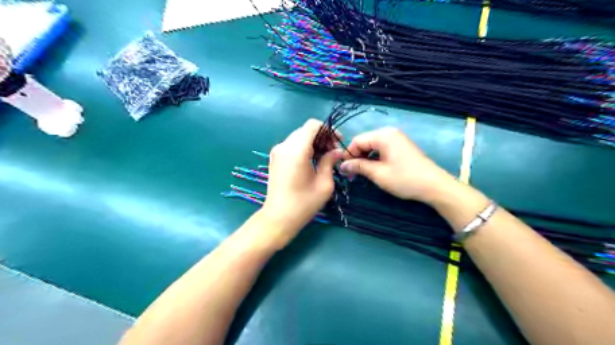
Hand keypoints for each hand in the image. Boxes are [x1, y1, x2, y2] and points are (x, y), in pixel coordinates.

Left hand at [260, 118, 341, 238]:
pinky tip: (312, 161)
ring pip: (299, 137)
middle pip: (305, 130)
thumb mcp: (324, 183)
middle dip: (322, 137)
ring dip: (313, 142)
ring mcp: (277, 152)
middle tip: (333, 152)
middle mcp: (284, 146)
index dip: (328, 130)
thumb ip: (330, 161)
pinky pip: (292, 145)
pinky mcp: (275, 158)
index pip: (312, 125)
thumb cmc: (304, 203)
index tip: (337, 142)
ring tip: (324, 157)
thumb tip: (337, 151)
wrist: (279, 217)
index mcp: (296, 150)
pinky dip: (304, 148)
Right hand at [339, 128, 457, 204]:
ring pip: (373, 147)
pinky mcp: (401, 147)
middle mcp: (389, 133)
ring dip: (365, 159)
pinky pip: (382, 149)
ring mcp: (397, 139)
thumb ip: (358, 166)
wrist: (434, 186)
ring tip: (360, 174)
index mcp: (383, 135)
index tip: (342, 169)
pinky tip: (372, 170)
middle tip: (351, 174)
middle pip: (365, 142)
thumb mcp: (378, 174)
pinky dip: (374, 159)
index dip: (348, 154)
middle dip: (356, 157)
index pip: (357, 141)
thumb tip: (342, 165)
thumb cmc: (404, 179)